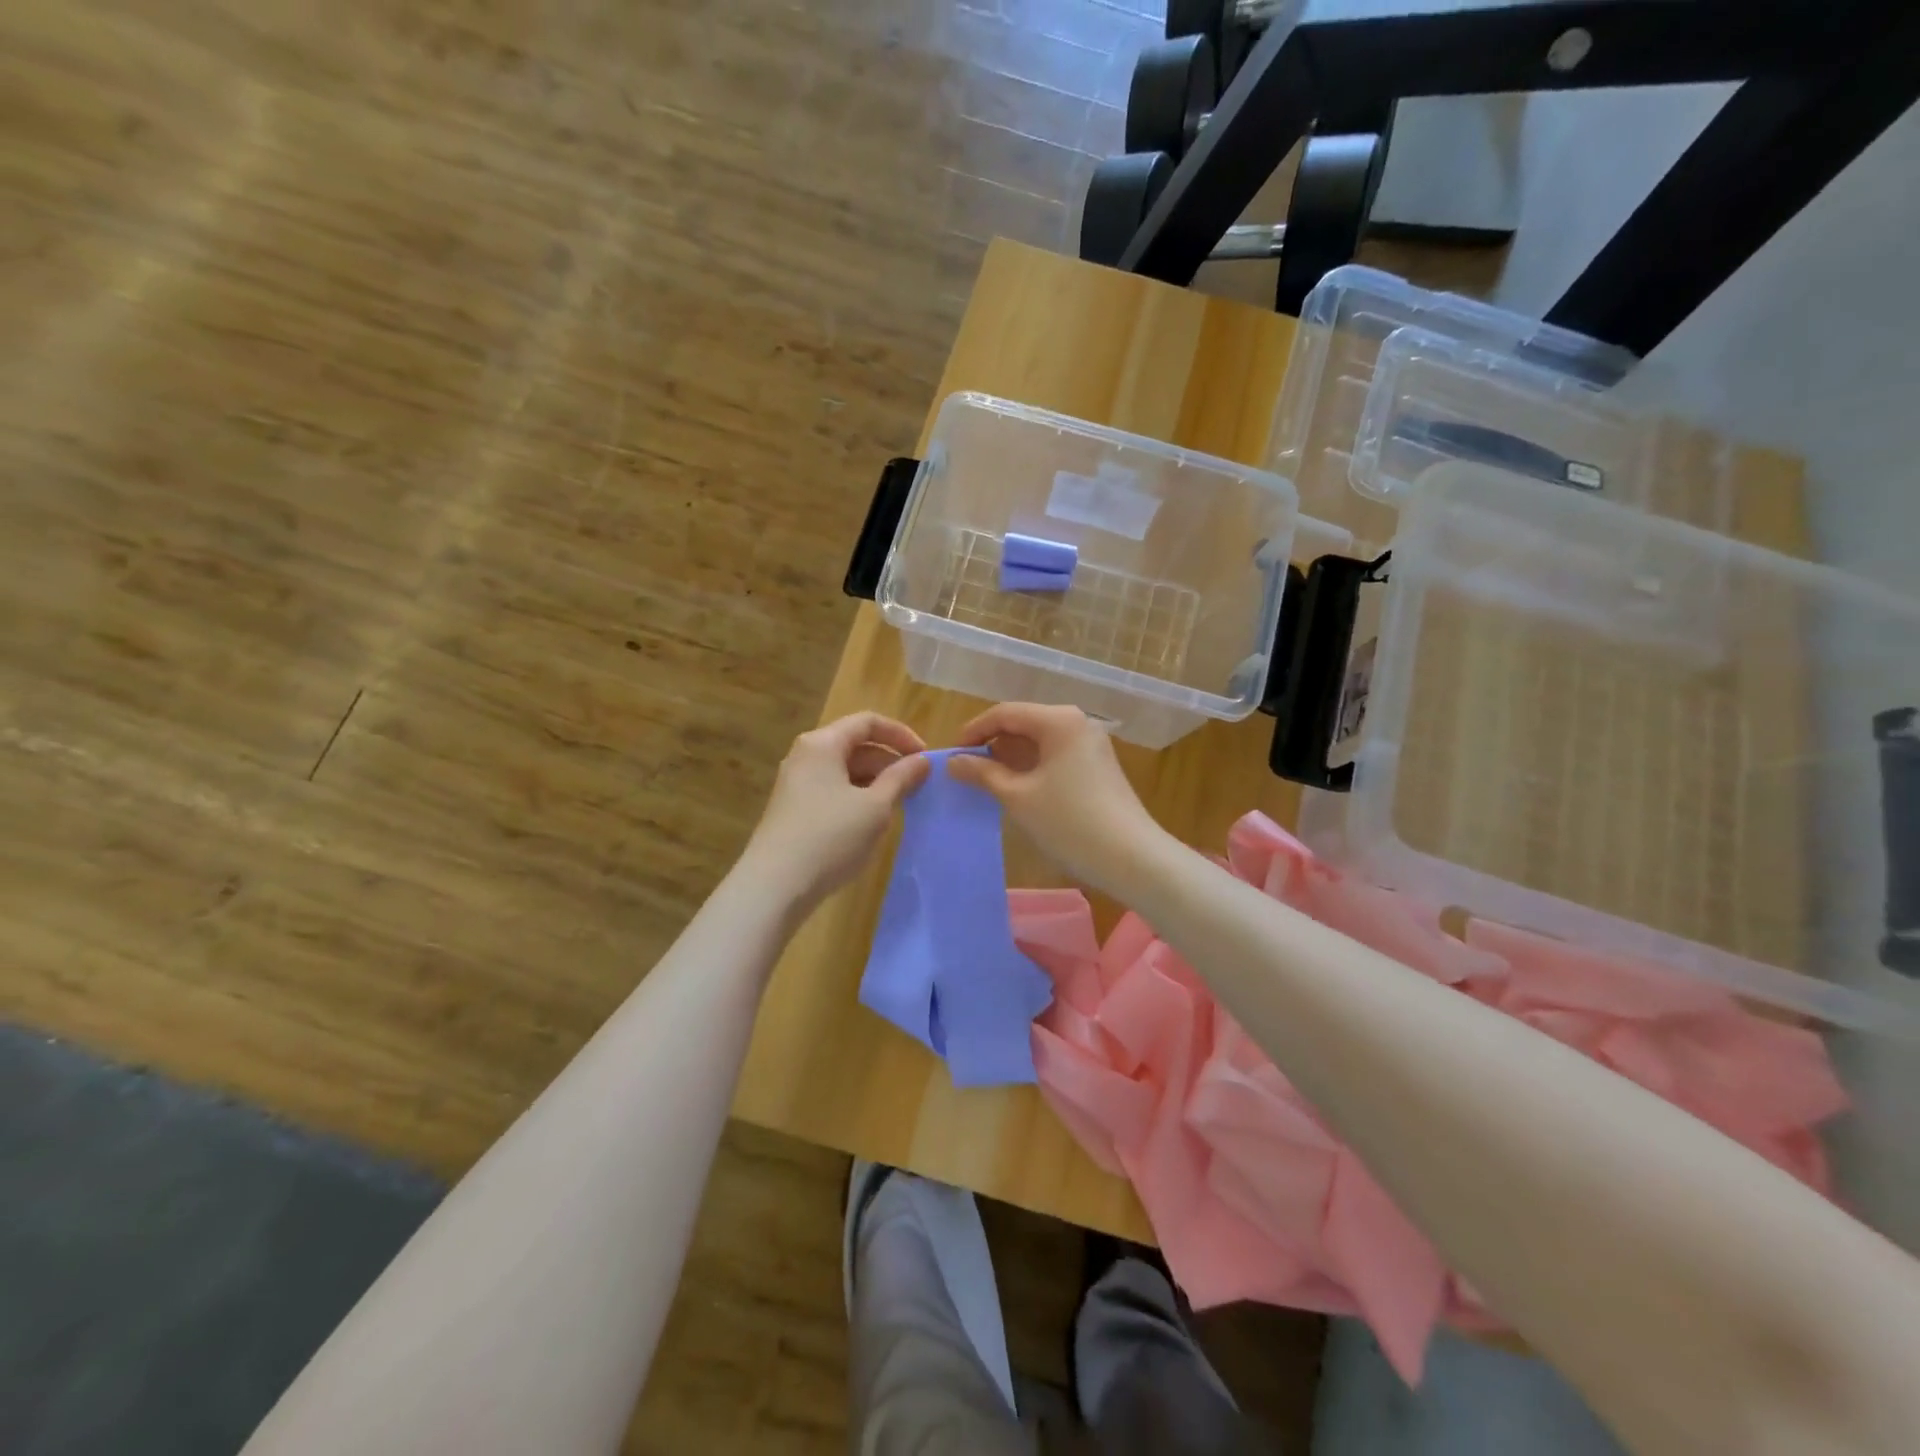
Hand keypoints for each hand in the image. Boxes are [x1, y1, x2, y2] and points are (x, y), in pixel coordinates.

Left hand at [743, 712, 930, 909]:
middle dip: (889, 761)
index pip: (867, 722)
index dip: (901, 735)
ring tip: (900, 805)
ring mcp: (796, 783)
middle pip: (855, 745)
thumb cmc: (830, 838)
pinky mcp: (794, 809)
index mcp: (822, 744)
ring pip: (844, 770)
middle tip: (918, 785)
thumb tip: (922, 760)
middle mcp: (805, 756)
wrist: (775, 886)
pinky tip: (871, 823)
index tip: (925, 758)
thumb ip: (901, 778)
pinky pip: (832, 790)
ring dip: (875, 782)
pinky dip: (857, 797)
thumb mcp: (875, 807)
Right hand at [947, 703, 1168, 894]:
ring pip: (1039, 741)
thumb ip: (983, 773)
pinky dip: (1032, 767)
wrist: (1132, 858)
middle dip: (993, 744)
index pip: (1005, 713)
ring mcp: (1091, 744)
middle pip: (1023, 723)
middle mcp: (1077, 722)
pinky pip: (1055, 755)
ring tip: (986, 782)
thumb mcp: (1018, 797)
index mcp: (1058, 720)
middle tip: (966, 771)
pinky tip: (1017, 789)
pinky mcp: (1097, 765)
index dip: (974, 731)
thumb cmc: (1069, 822)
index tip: (951, 754)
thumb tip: (953, 761)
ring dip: (1011, 758)